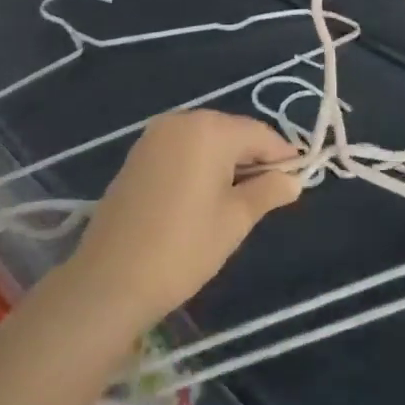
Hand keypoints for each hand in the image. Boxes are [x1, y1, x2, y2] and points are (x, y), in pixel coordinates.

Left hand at [65, 109, 302, 327]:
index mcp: (210, 129)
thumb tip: (293, 180)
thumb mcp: (235, 221)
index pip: (260, 134)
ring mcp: (155, 137)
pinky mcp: (137, 156)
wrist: (107, 283)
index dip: (282, 156)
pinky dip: (200, 166)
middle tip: (269, 193)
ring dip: (226, 162)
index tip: (298, 179)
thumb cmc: (181, 249)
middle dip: (253, 158)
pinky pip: (182, 150)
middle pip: (232, 132)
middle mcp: (182, 121)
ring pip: (207, 141)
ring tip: (238, 200)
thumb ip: (268, 192)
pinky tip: (203, 197)